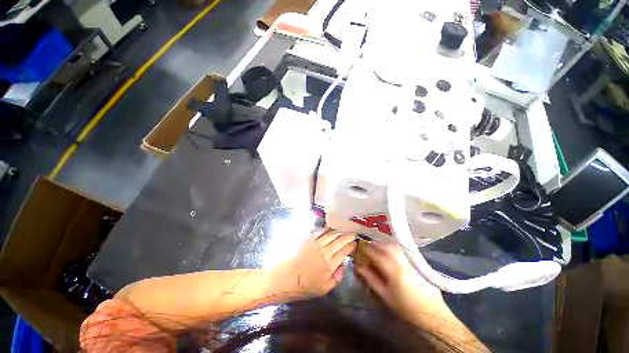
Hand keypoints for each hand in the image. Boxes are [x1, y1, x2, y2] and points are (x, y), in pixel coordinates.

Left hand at [271, 228, 356, 299]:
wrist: (283, 279)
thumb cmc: (303, 286)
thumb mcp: (323, 289)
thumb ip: (336, 277)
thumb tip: (343, 265)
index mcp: (329, 265)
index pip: (344, 251)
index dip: (351, 245)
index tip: (355, 242)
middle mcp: (324, 251)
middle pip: (339, 240)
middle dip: (348, 235)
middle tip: (353, 232)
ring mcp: (315, 243)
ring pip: (331, 234)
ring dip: (339, 231)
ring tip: (344, 229)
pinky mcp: (307, 238)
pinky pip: (319, 231)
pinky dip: (326, 229)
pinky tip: (330, 228)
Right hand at [354, 241, 446, 325]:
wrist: (432, 311)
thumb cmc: (406, 306)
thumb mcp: (385, 295)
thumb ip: (370, 278)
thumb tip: (357, 266)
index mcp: (393, 270)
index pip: (375, 253)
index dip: (365, 249)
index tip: (358, 249)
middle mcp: (402, 260)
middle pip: (384, 245)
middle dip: (373, 245)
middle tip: (366, 249)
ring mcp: (410, 258)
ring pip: (392, 244)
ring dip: (381, 244)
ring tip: (376, 250)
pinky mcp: (415, 258)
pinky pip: (399, 247)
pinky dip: (390, 246)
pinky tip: (388, 251)